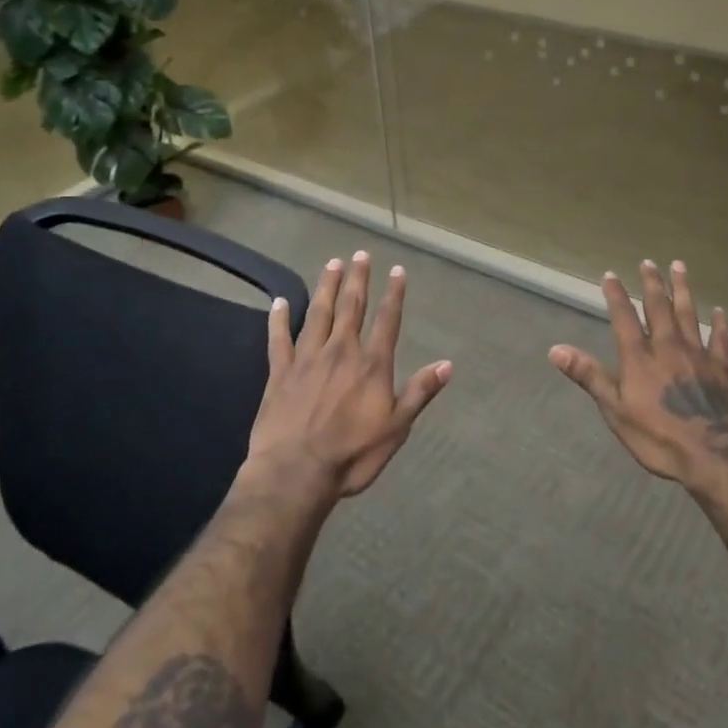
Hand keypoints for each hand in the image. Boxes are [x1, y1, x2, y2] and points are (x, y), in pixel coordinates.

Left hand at [245, 251, 452, 501]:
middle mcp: (341, 351)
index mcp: (371, 364)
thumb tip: (447, 364)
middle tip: (360, 254)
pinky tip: (280, 302)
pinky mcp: (280, 372)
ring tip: (331, 264)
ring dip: (327, 287)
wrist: (295, 473)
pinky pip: (279, 339)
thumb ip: (419, 393)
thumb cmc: (352, 455)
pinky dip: (279, 319)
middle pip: (352, 307)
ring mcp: (308, 359)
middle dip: (358, 279)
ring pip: (319, 313)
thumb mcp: (396, 428)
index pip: (387, 320)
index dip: (394, 293)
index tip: (397, 270)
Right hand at [549, 260, 727, 492]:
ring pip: (688, 314)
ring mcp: (698, 354)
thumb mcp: (615, 411)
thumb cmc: (659, 438)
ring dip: (683, 290)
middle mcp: (668, 346)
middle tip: (648, 262)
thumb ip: (589, 376)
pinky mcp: (723, 368)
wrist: (717, 456)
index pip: (624, 317)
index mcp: (639, 357)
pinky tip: (719, 311)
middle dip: (652, 283)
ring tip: (679, 267)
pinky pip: (721, 339)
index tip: (610, 274)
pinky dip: (720, 323)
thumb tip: (555, 349)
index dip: (616, 295)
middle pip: (659, 307)